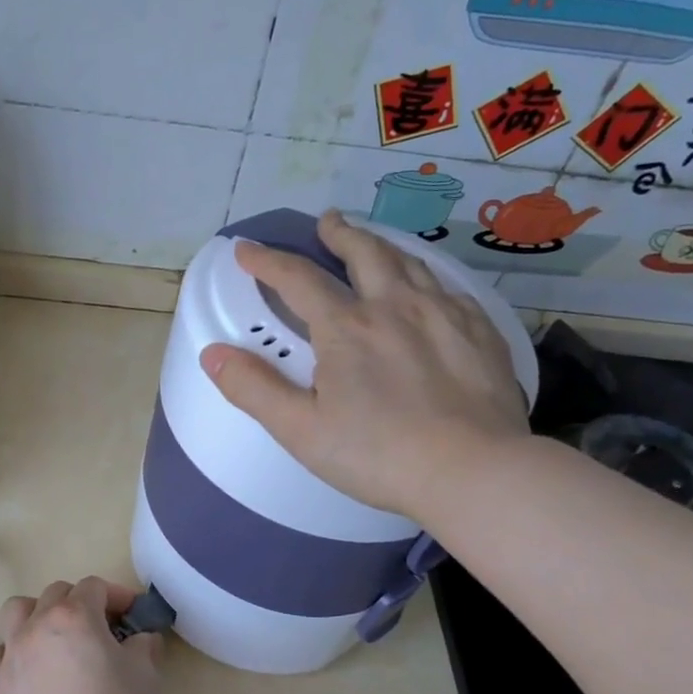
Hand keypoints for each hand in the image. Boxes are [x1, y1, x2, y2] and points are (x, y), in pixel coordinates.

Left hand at [0, 577, 162, 693]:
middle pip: (57, 592)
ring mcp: (13, 651)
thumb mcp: (146, 674)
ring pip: (17, 610)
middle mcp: (39, 623)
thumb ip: (143, 646)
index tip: (133, 615)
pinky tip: (24, 666)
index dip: (117, 595)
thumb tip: (142, 638)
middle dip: (80, 601)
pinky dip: (7, 653)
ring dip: (36, 613)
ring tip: (53, 634)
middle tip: (100, 627)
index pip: (95, 586)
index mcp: (76, 614)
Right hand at [200, 209, 530, 521]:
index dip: (267, 261)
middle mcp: (394, 306)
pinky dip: (426, 277)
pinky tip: (428, 288)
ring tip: (372, 243)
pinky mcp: (480, 331)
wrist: (474, 472)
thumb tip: (212, 354)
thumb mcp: (301, 430)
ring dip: (383, 247)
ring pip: (410, 263)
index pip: (298, 279)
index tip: (247, 251)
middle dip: (339, 234)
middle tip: (327, 222)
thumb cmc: (378, 455)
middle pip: (364, 253)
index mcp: (346, 328)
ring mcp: (443, 314)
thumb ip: (253, 389)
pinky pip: (448, 288)